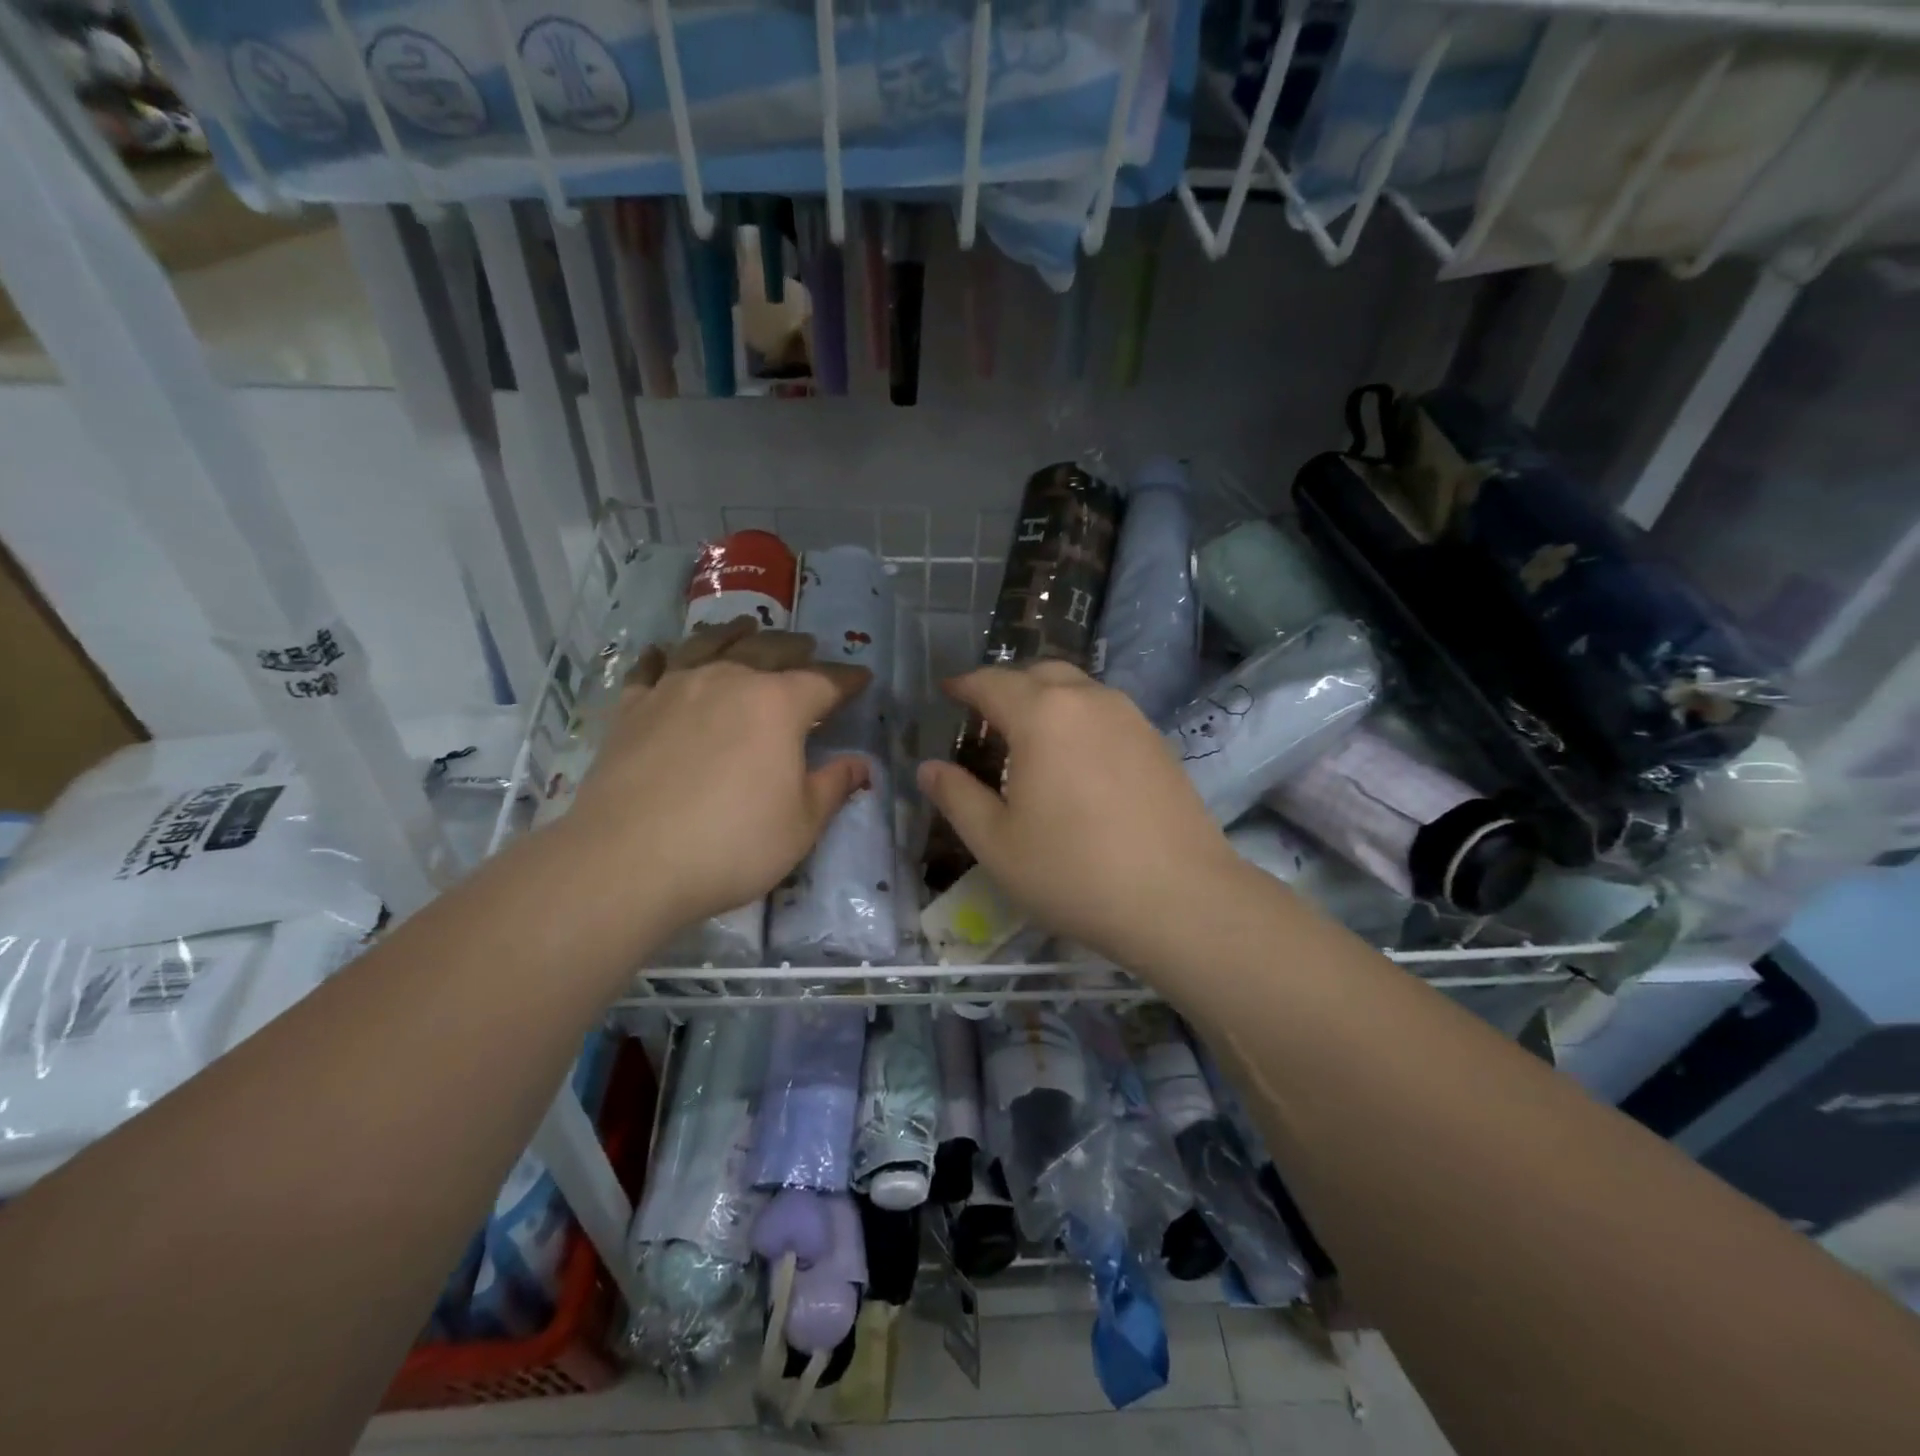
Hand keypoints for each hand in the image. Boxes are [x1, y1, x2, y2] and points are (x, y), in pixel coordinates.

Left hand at [561, 619, 871, 937]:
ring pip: (709, 644)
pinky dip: (661, 656)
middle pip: (768, 649)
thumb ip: (833, 786)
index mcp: (778, 704)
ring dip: (734, 632)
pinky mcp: (632, 709)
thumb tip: (860, 764)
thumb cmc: (733, 843)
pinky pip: (650, 669)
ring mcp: (675, 689)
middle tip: (808, 647)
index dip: (847, 680)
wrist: (629, 861)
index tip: (862, 679)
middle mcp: (728, 680)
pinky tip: (662, 652)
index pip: (824, 681)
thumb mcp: (802, 824)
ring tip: (745, 626)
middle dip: (795, 647)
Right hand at [916, 661, 1242, 961]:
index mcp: (1042, 715)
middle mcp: (1088, 700)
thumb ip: (957, 797)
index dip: (964, 685)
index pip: (992, 682)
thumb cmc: (1074, 872)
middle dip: (1007, 686)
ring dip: (1047, 700)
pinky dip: (1079, 718)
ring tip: (1030, 739)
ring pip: (1078, 689)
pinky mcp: (1158, 741)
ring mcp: (1131, 717)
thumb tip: (929, 767)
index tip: (946, 692)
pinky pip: (1106, 711)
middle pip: (1039, 673)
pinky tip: (1076, 761)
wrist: (1180, 899)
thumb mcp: (997, 843)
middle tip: (986, 719)